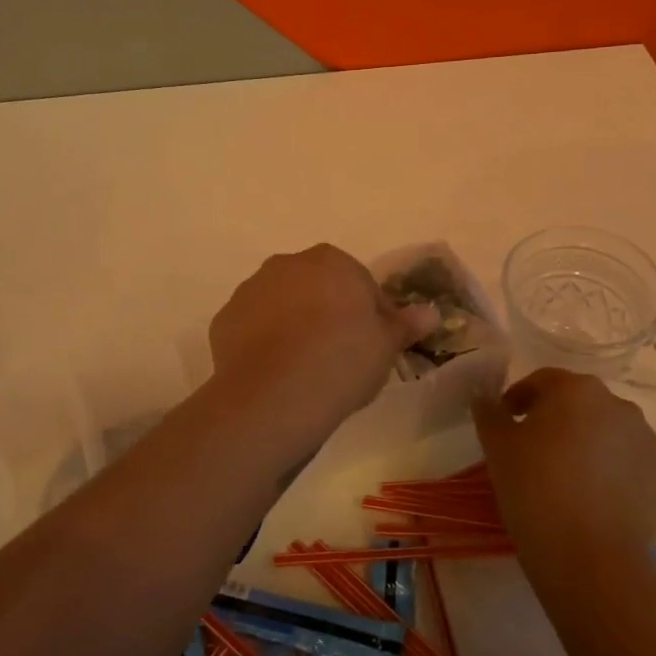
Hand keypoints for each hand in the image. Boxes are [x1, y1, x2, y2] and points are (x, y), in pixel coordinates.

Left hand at [209, 245, 437, 445]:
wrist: (277, 394)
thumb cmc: (343, 360)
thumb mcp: (386, 345)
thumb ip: (406, 324)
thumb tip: (431, 312)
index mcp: (331, 261)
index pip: (360, 283)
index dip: (370, 315)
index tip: (372, 347)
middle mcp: (287, 265)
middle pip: (316, 288)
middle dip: (328, 314)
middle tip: (340, 357)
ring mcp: (251, 290)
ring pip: (282, 305)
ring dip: (294, 326)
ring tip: (305, 369)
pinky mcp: (224, 319)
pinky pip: (253, 328)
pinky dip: (264, 344)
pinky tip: (276, 374)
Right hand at [473, 369, 655, 567]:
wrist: (590, 559)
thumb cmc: (535, 490)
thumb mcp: (498, 448)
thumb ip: (489, 414)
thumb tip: (484, 398)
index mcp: (578, 390)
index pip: (542, 380)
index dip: (519, 398)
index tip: (505, 422)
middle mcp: (620, 406)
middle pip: (580, 405)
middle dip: (557, 421)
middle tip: (533, 453)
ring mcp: (649, 444)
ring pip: (610, 435)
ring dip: (589, 446)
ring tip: (567, 481)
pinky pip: (632, 468)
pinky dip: (614, 476)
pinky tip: (595, 502)